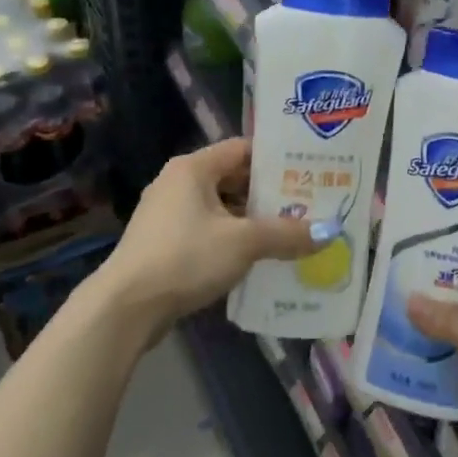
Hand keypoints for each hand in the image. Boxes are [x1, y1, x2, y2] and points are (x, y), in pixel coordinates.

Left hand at [99, 139, 317, 333]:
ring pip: (222, 209)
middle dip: (270, 193)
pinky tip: (260, 257)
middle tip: (309, 203)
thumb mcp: (244, 242)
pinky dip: (233, 240)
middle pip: (233, 179)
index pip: (242, 149)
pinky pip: (209, 232)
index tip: (309, 170)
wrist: (127, 307)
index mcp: (193, 168)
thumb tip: (330, 232)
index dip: (276, 158)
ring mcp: (168, 215)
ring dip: (253, 220)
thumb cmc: (186, 257)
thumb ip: (288, 234)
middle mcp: (178, 184)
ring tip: (292, 232)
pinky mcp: (165, 244)